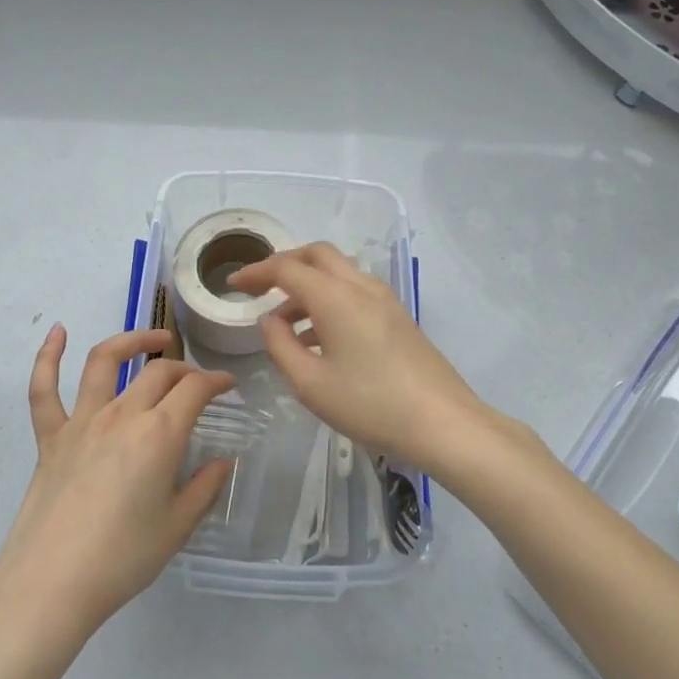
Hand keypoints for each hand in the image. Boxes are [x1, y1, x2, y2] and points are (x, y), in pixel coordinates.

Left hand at [0, 326, 234, 647]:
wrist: (51, 584)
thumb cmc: (122, 558)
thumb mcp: (177, 527)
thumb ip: (204, 488)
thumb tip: (223, 461)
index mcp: (159, 435)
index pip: (195, 390)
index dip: (216, 381)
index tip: (229, 385)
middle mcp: (122, 415)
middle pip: (159, 373)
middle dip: (185, 370)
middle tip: (197, 383)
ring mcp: (81, 421)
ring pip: (105, 361)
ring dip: (132, 341)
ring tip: (155, 340)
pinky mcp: (50, 436)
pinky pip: (44, 389)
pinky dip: (48, 356)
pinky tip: (57, 332)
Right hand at [228, 242, 491, 470]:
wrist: (444, 424)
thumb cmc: (371, 405)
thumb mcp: (311, 384)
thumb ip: (281, 346)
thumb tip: (270, 320)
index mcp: (336, 297)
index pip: (287, 268)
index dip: (256, 272)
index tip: (233, 284)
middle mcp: (361, 287)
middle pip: (317, 255)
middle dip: (284, 265)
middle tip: (259, 288)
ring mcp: (385, 300)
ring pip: (338, 273)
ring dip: (308, 285)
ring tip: (284, 323)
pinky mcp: (398, 317)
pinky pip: (354, 292)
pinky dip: (329, 300)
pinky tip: (318, 338)